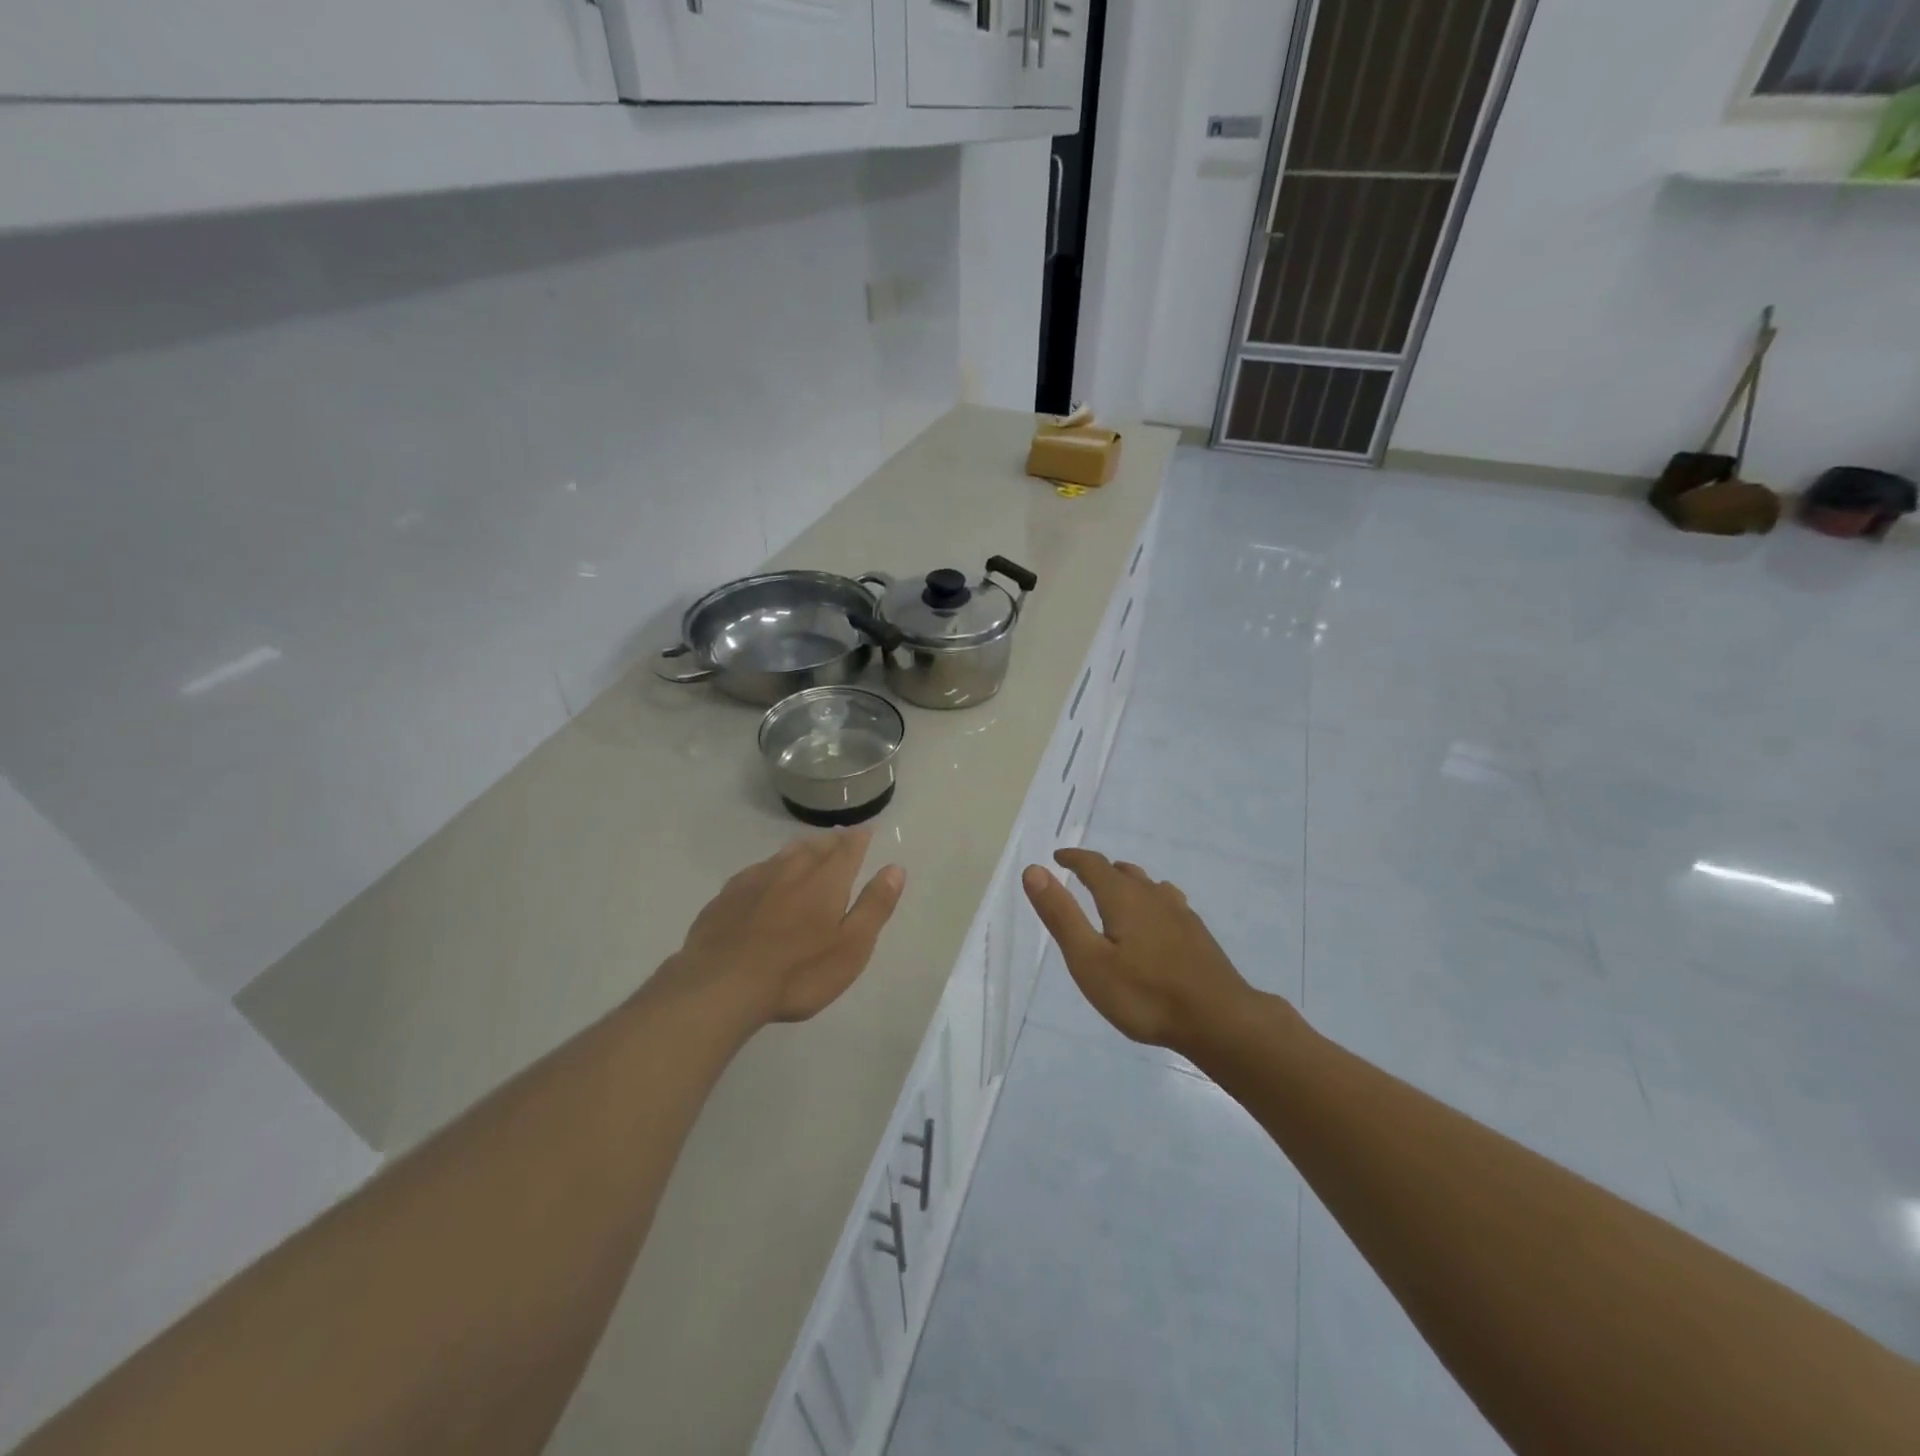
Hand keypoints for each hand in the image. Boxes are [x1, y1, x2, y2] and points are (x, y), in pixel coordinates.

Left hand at [670, 830, 906, 1025]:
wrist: (720, 985)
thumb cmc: (798, 972)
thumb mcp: (851, 946)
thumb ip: (874, 905)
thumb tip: (895, 868)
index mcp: (827, 879)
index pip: (849, 848)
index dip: (860, 838)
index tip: (867, 830)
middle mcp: (793, 868)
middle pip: (817, 846)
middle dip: (832, 841)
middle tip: (841, 838)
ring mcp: (756, 879)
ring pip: (785, 854)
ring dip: (802, 849)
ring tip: (810, 850)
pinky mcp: (727, 895)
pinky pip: (757, 870)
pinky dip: (770, 868)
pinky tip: (766, 877)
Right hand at [1023, 847, 1255, 1052]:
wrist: (1219, 1020)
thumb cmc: (1145, 994)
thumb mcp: (1089, 960)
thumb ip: (1061, 915)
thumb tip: (1034, 870)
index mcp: (1123, 898)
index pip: (1094, 865)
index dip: (1074, 858)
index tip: (1057, 857)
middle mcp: (1152, 896)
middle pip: (1123, 872)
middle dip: (1100, 871)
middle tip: (1082, 877)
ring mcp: (1180, 913)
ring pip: (1148, 886)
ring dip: (1127, 884)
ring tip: (1116, 896)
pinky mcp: (1197, 934)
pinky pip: (1167, 903)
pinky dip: (1150, 902)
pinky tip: (1156, 922)